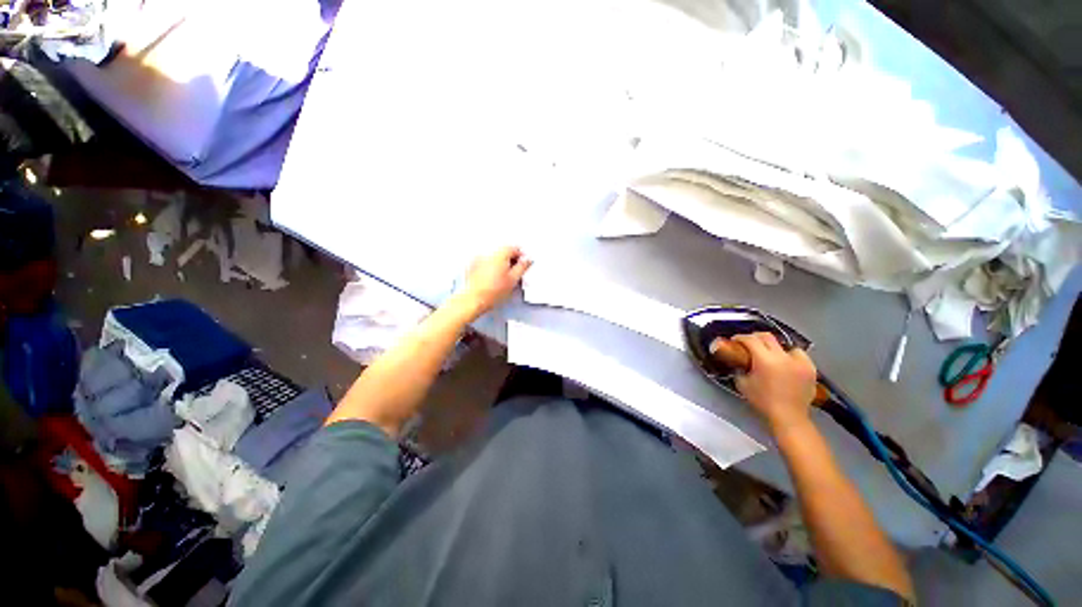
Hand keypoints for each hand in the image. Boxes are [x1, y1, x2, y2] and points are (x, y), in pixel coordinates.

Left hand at [460, 246, 531, 317]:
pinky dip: (491, 267)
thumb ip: (522, 267)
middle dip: (511, 259)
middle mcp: (489, 253)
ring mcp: (479, 259)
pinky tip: (493, 278)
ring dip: (501, 263)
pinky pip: (486, 262)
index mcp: (500, 254)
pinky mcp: (473, 266)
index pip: (514, 248)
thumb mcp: (513, 279)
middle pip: (504, 251)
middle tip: (515, 272)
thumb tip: (527, 260)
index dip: (521, 256)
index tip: (523, 264)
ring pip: (495, 257)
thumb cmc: (492, 292)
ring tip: (503, 277)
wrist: (474, 299)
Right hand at [733, 332, 817, 434]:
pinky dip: (791, 356)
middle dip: (755, 337)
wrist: (789, 416)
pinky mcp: (810, 368)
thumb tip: (738, 362)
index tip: (735, 340)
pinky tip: (787, 363)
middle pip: (767, 337)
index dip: (740, 337)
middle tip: (749, 343)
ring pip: (785, 345)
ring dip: (775, 347)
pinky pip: (799, 355)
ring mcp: (799, 362)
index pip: (750, 340)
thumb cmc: (763, 401)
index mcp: (765, 360)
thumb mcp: (742, 384)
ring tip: (771, 355)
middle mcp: (783, 357)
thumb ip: (739, 369)